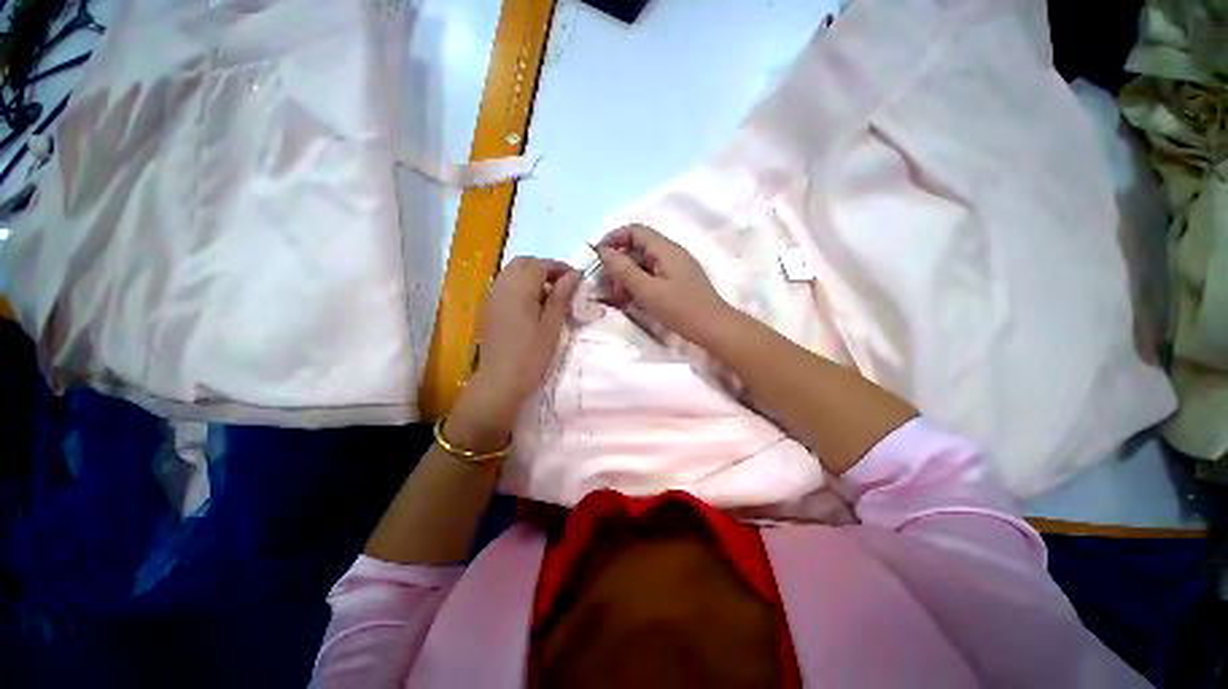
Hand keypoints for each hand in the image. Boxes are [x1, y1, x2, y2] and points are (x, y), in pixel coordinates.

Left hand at [448, 257, 579, 450]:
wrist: (499, 381)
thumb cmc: (531, 355)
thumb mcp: (552, 325)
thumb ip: (562, 296)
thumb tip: (575, 273)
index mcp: (518, 288)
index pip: (540, 264)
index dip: (560, 268)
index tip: (576, 279)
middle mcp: (501, 285)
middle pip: (524, 264)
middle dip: (545, 269)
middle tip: (563, 286)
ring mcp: (491, 297)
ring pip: (513, 273)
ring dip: (532, 277)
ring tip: (549, 297)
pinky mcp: (488, 308)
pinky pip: (505, 286)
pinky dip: (521, 287)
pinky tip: (532, 306)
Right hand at [596, 224, 731, 344]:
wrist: (713, 328)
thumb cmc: (680, 309)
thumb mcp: (647, 290)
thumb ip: (624, 269)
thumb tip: (604, 251)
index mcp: (666, 249)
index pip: (635, 231)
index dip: (614, 239)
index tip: (598, 256)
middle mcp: (671, 253)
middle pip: (639, 247)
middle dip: (619, 262)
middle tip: (607, 284)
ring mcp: (676, 267)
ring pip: (645, 263)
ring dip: (628, 275)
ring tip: (619, 295)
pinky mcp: (678, 281)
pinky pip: (654, 274)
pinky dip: (640, 283)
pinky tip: (633, 299)